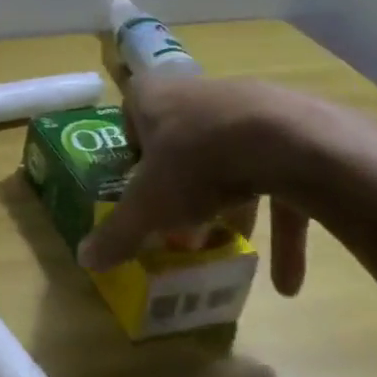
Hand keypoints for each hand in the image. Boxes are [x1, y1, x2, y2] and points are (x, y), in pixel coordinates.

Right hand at [78, 72, 315, 296]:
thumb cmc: (197, 161)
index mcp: (152, 97)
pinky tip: (286, 282)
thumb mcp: (148, 205)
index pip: (131, 118)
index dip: (132, 156)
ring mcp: (245, 108)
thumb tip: (85, 260)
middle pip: (181, 142)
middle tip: (180, 225)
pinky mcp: (291, 132)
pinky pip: (277, 180)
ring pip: (230, 161)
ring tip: (230, 251)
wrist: (287, 141)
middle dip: (182, 186)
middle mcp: (195, 93)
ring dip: (231, 208)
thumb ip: (118, 233)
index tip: (137, 191)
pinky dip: (280, 227)